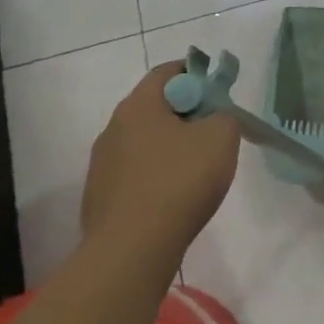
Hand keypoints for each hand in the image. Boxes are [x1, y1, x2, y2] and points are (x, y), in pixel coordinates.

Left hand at [79, 63, 240, 275]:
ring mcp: (102, 166)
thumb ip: (224, 115)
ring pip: (144, 142)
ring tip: (197, 168)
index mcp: (138, 106)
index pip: (167, 72)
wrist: (132, 250)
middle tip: (214, 129)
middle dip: (186, 112)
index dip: (196, 73)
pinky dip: (157, 175)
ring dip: (170, 146)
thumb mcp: (221, 136)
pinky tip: (175, 196)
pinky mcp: (100, 198)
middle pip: (155, 107)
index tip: (218, 90)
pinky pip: (135, 173)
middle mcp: (113, 129)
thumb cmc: (180, 181)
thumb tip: (213, 118)